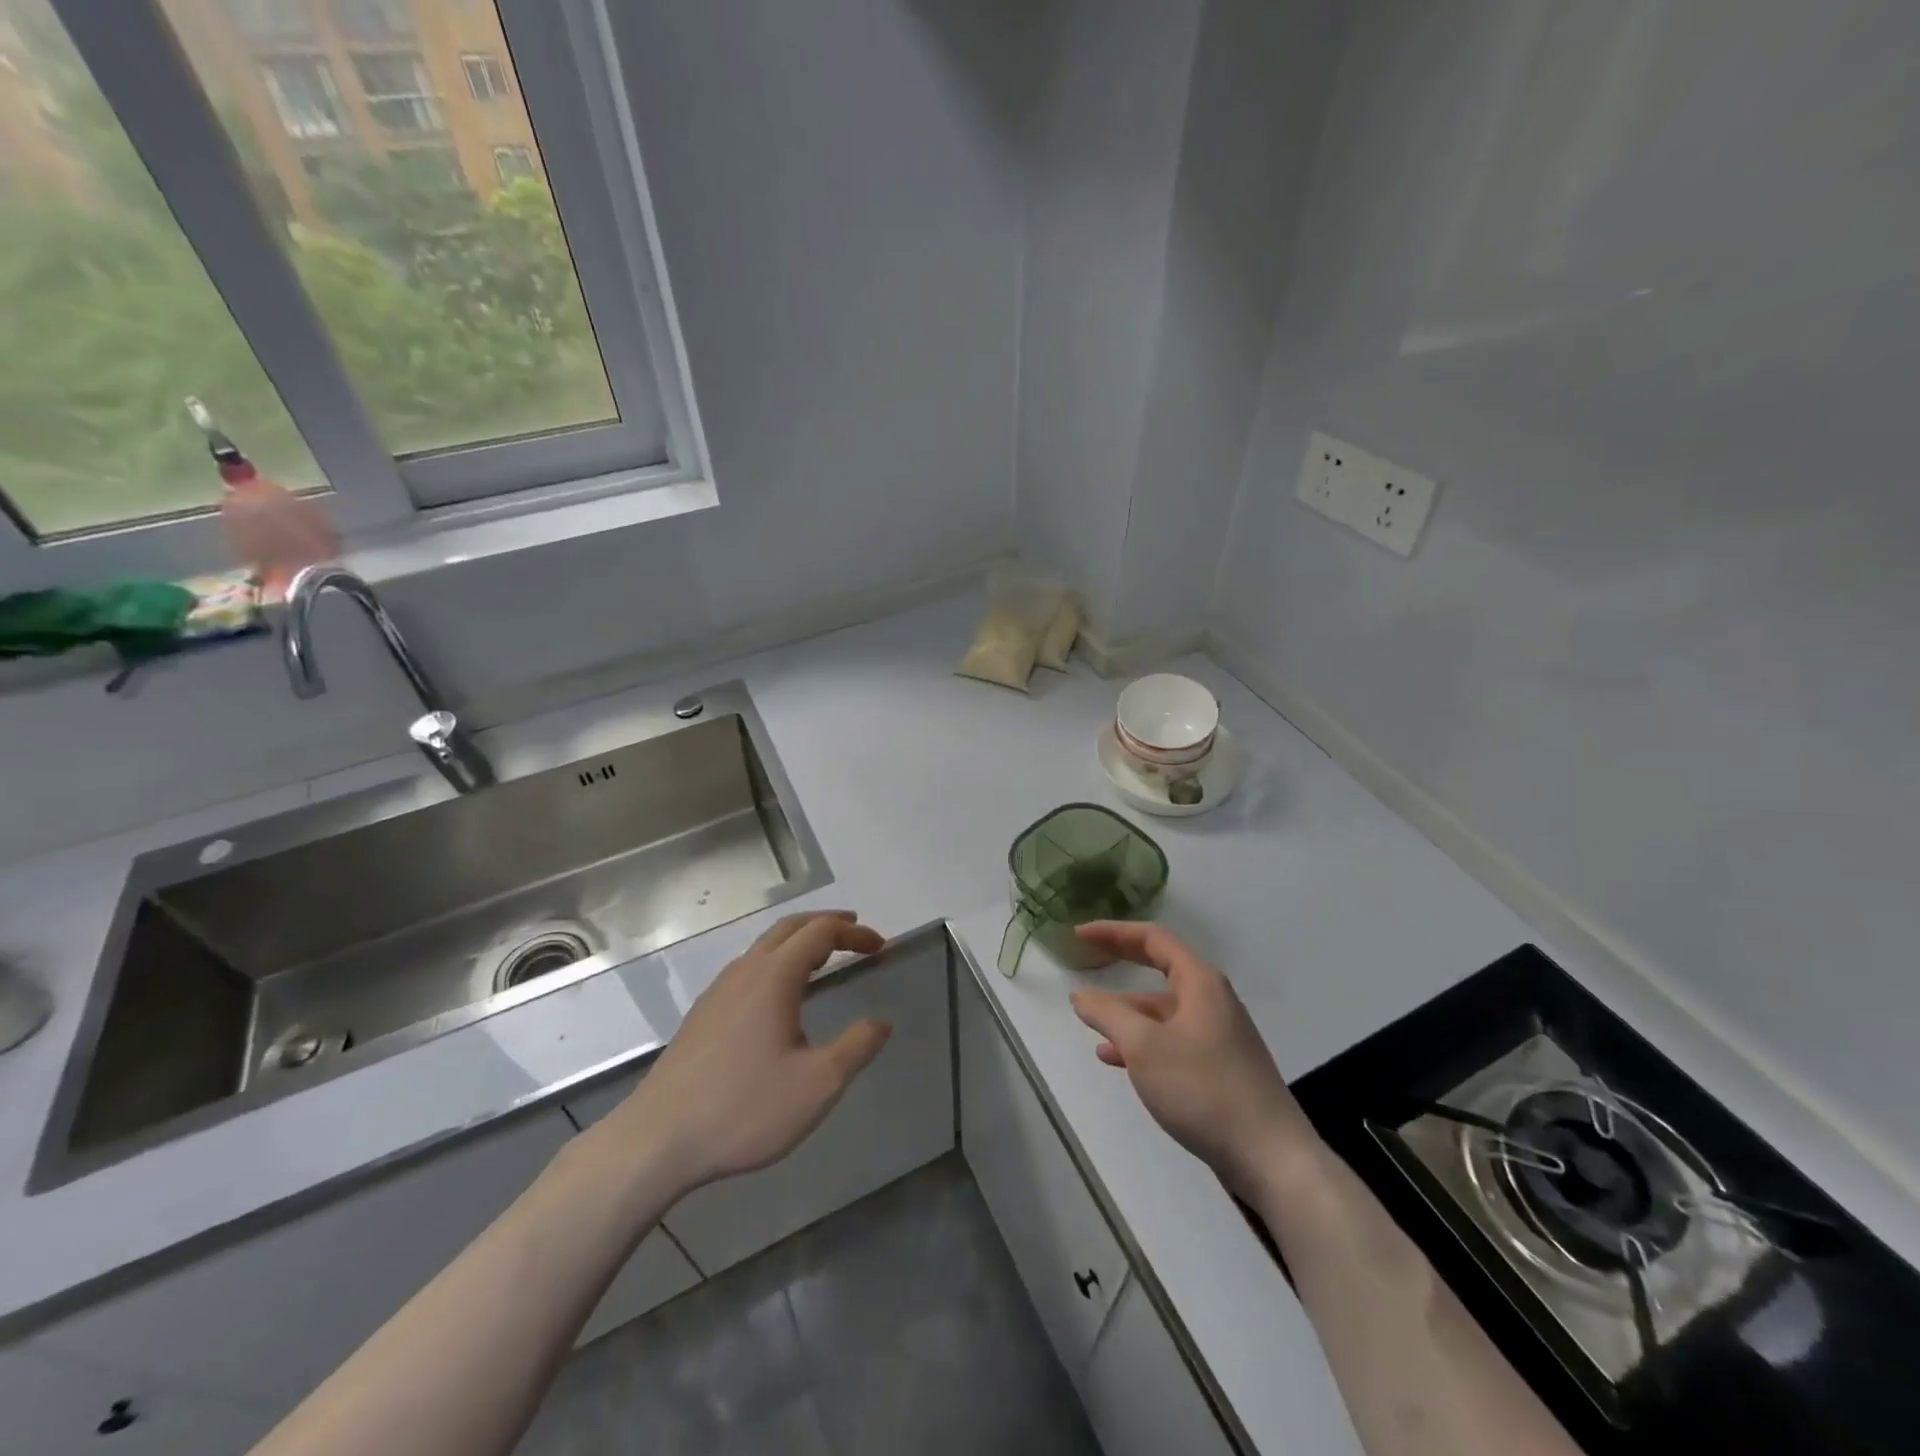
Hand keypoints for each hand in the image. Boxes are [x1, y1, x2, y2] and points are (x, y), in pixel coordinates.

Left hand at [602, 911, 890, 1194]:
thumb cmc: (744, 1109)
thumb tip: (882, 1022)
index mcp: (774, 977)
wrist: (656, 1141)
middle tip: (857, 933)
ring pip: (765, 947)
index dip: (854, 934)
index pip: (821, 933)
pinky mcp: (703, 1015)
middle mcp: (744, 972)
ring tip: (824, 958)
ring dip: (800, 942)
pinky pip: (748, 969)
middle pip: (790, 927)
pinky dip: (778, 962)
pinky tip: (781, 997)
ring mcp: (718, 992)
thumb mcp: (818, 1085)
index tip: (881, 947)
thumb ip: (857, 1047)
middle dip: (827, 924)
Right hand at [1069, 922, 1319, 1200]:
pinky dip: (1142, 1043)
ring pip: (1163, 1012)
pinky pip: (1171, 1041)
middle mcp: (1212, 1001)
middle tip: (1085, 958)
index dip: (1114, 933)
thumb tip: (1082, 996)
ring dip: (1127, 1012)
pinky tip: (1115, 1059)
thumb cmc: (1204, 1088)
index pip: (1153, 940)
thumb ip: (1108, 1016)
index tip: (1080, 934)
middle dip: (1121, 964)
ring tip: (1091, 1022)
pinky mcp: (1219, 1069)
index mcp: (1201, 983)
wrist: (1270, 1158)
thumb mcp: (1145, 1047)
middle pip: (1160, 970)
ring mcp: (1219, 1036)